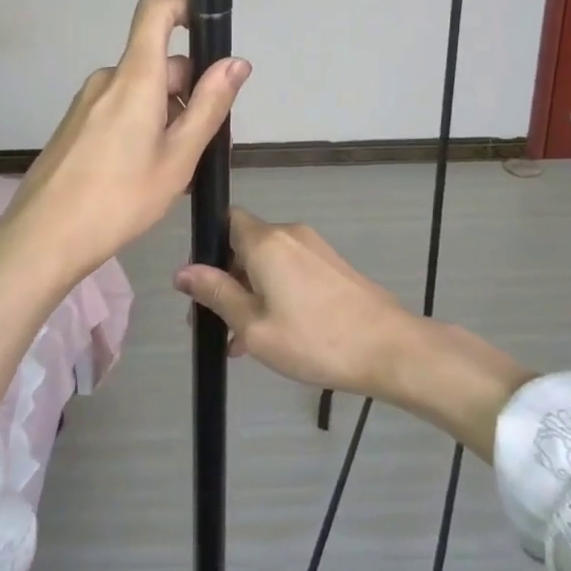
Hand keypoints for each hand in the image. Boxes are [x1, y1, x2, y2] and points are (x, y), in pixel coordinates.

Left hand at [0, 0, 250, 280]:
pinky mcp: (75, 126)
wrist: (45, 237)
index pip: (155, 12)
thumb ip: (209, 106)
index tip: (210, 30)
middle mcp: (107, 80)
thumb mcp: (178, 157)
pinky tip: (145, 174)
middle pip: (158, 63)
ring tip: (177, 169)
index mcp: (134, 78)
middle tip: (208, 143)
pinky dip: (142, 127)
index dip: (184, 6)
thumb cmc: (121, 199)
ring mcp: (87, 103)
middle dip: (189, 91)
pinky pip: (119, 110)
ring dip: (167, 115)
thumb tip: (236, 63)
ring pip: (141, 91)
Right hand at [173, 208, 534, 462]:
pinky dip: (275, 294)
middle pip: (245, 245)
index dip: (207, 250)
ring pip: (268, 263)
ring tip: (242, 343)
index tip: (201, 288)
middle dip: (227, 281)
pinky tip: (274, 335)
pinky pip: (290, 272)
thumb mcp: (254, 326)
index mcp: (266, 241)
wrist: (389, 348)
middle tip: (217, 325)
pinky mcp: (332, 266)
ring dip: (250, 294)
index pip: (225, 221)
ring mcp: (315, 249)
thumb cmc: (314, 340)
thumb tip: (182, 271)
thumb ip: (216, 294)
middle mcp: (289, 234)